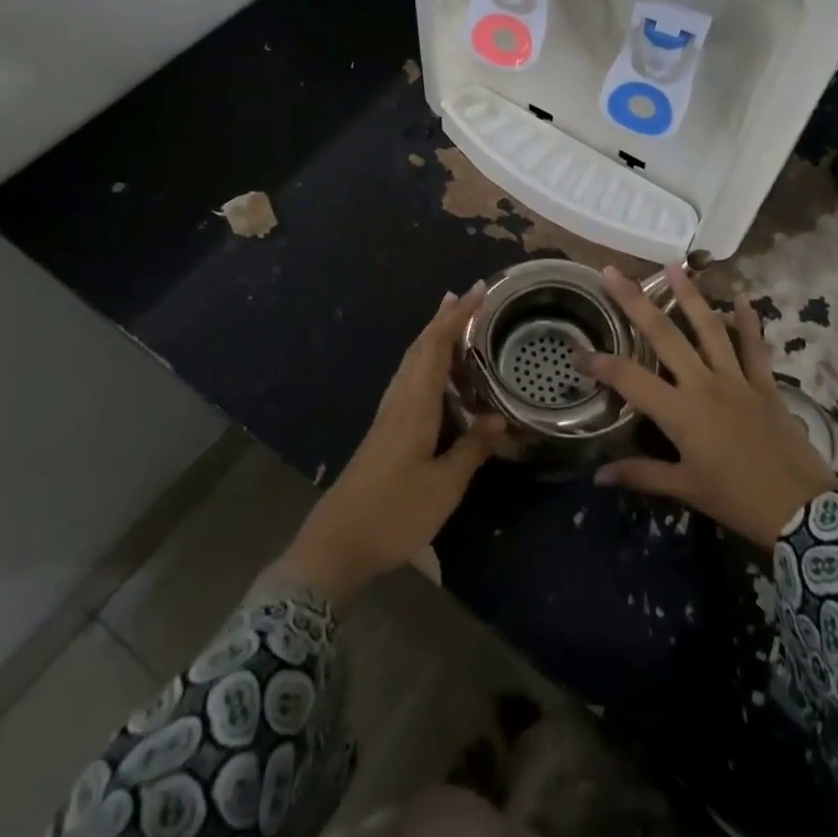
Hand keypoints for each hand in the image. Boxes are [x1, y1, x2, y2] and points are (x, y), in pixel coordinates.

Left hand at [275, 285, 504, 603]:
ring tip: (453, 325)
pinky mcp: (383, 433)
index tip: (477, 290)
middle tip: (465, 297)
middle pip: (419, 349)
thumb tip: (500, 418)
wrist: (337, 545)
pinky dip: (425, 365)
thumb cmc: (394, 513)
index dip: (456, 317)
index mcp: (414, 406)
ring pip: (411, 364)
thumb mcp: (444, 485)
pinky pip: (408, 383)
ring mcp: (387, 417)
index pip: (436, 347)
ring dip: (432, 339)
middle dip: (442, 320)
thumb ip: (472, 448)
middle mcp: (398, 402)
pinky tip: (436, 378)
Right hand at [580, 266, 837, 550]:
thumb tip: (599, 476)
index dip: (600, 363)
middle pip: (664, 334)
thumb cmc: (736, 500)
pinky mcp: (765, 383)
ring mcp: (737, 379)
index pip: (629, 378)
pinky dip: (748, 322)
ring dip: (689, 294)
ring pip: (708, 328)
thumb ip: (641, 475)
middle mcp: (704, 384)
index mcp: (680, 412)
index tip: (576, 350)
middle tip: (613, 272)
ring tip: (672, 266)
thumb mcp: (686, 490)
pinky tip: (741, 298)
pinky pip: (754, 347)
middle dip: (635, 302)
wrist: (801, 510)